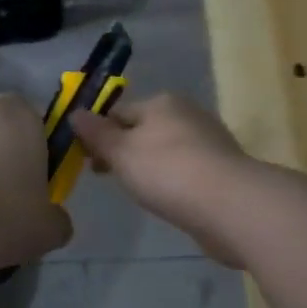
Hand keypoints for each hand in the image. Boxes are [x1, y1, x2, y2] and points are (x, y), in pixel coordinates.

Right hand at [70, 93, 255, 268]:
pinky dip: (172, 180)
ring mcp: (210, 141)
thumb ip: (96, 133)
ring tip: (138, 192)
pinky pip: (185, 169)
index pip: (118, 112)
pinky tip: (168, 198)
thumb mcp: (120, 151)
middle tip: (108, 178)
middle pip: (142, 129)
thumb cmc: (167, 171)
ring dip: (148, 166)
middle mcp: (187, 113)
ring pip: (165, 150)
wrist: (231, 205)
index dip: (98, 135)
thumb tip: (75, 113)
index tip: (86, 161)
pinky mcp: (223, 169)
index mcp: (161, 102)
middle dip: (123, 151)